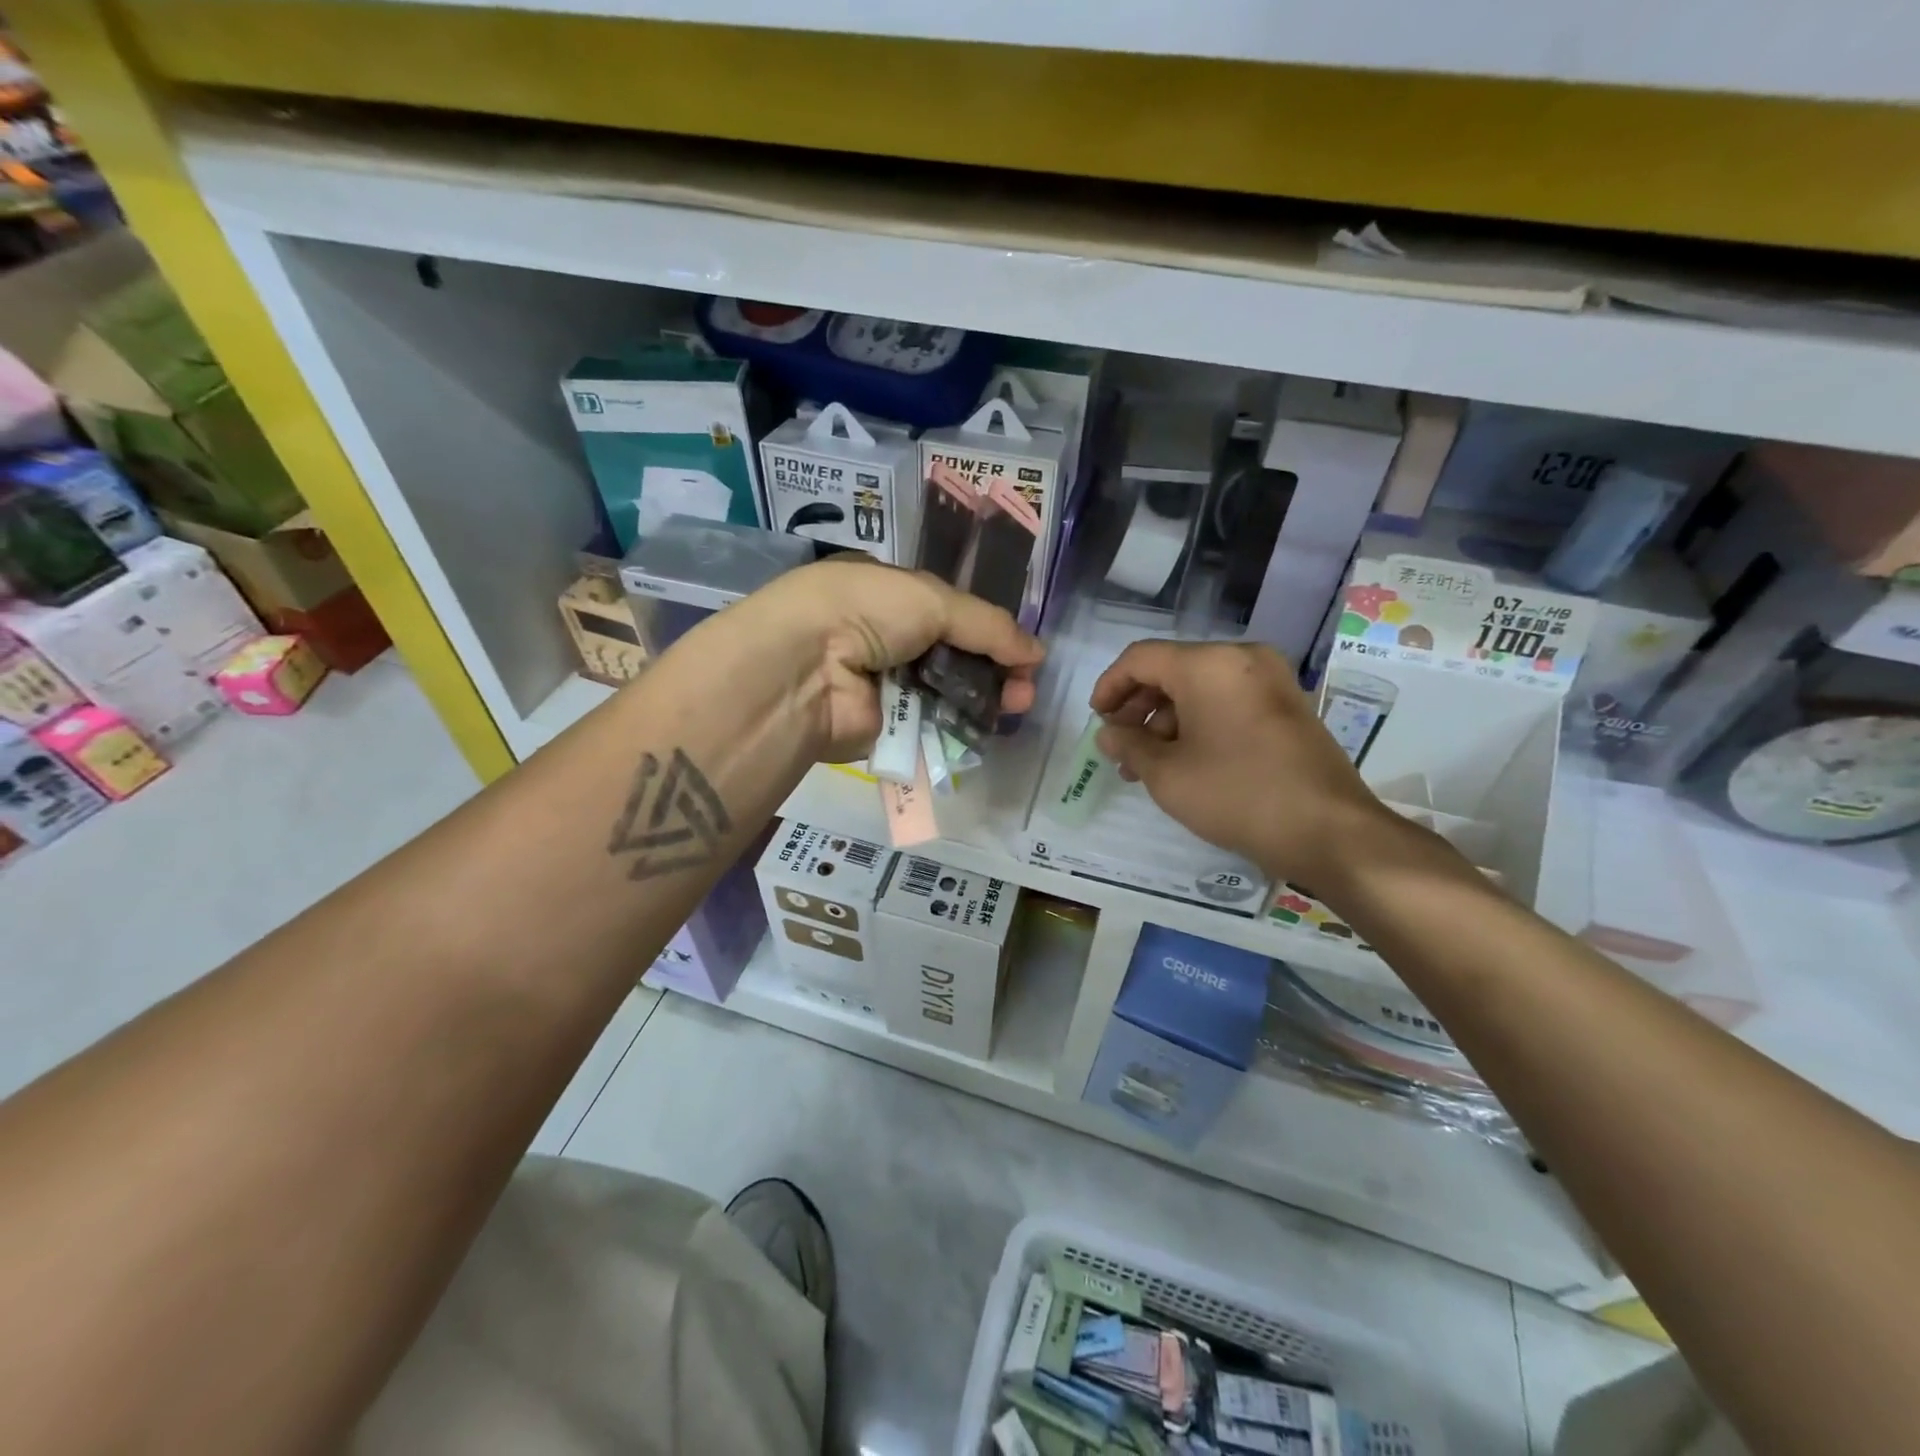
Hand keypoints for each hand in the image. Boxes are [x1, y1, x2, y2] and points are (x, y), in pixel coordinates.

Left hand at [731, 557, 1044, 762]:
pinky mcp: (885, 726)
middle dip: (997, 669)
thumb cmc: (867, 613)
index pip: (953, 613)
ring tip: (1016, 706)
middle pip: (956, 655)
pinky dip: (959, 725)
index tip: (1024, 653)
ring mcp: (887, 683)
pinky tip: (988, 726)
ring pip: (949, 692)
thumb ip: (988, 625)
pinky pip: (931, 725)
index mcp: (891, 594)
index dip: (992, 631)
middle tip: (1024, 689)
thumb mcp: (933, 599)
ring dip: (986, 699)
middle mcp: (888, 637)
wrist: (808, 668)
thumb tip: (1036, 652)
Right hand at [1089, 640, 1391, 887]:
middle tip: (1120, 748)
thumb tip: (1109, 734)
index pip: (1141, 659)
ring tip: (1147, 766)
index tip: (1097, 721)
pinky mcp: (1287, 705)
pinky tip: (1184, 762)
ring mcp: (1270, 680)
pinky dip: (1199, 723)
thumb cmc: (1237, 794)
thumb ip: (1129, 745)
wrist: (1329, 830)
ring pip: (1200, 689)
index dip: (1110, 686)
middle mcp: (1242, 659)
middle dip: (1139, 708)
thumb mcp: (1167, 774)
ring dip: (1166, 721)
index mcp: (1209, 664)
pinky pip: (1228, 701)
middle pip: (1172, 670)